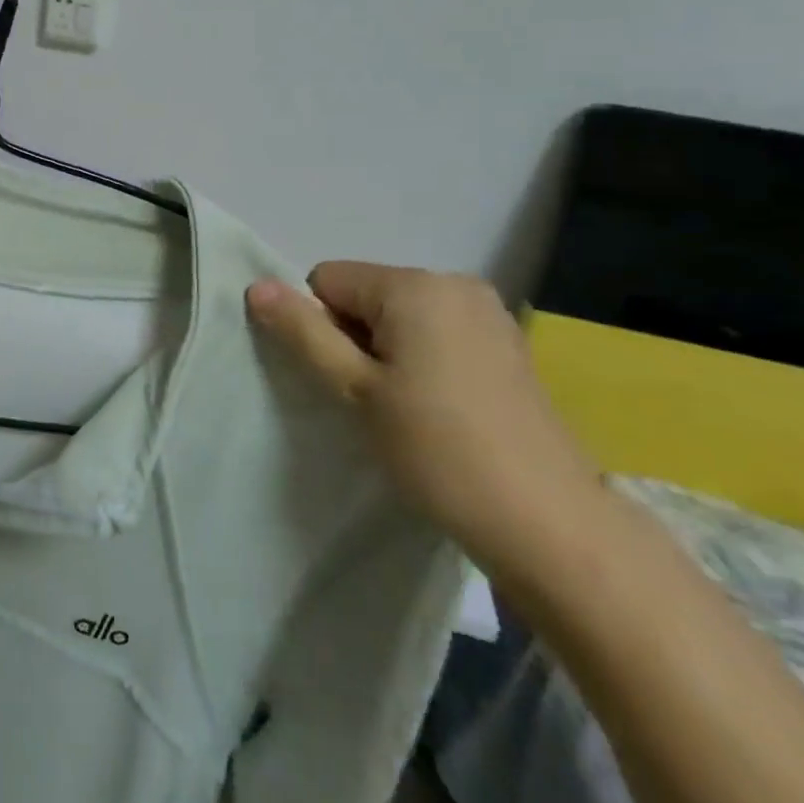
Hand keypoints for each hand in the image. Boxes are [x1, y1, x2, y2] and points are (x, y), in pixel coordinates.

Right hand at [246, 262, 608, 582]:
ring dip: (387, 350)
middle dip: (355, 336)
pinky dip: (422, 358)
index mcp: (415, 285)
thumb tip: (256, 286)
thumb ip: (304, 333)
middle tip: (376, 399)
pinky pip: (436, 331)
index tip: (349, 380)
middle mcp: (455, 282)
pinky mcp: (506, 343)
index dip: (322, 328)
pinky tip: (441, 406)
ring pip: (400, 314)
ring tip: (409, 407)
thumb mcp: (356, 390)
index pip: (327, 280)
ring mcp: (487, 312)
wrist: (547, 522)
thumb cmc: (437, 449)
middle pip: (365, 293)